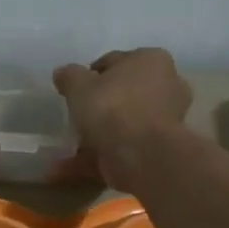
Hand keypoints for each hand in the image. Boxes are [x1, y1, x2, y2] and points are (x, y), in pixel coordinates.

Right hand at [52, 49, 191, 187]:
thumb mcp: (79, 85)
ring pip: (121, 126)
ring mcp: (164, 121)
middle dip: (97, 108)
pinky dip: (95, 158)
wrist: (141, 155)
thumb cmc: (112, 107)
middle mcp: (166, 86)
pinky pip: (120, 149)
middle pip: (122, 95)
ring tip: (66, 149)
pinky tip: (66, 167)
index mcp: (151, 60)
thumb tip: (62, 73)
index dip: (91, 76)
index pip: (115, 62)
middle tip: (74, 117)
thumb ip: (69, 76)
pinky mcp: (156, 150)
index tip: (74, 91)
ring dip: (93, 137)